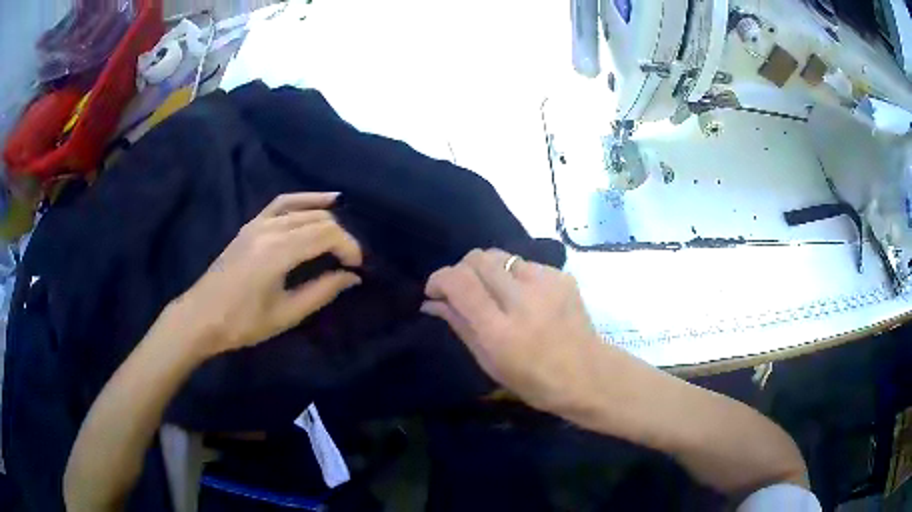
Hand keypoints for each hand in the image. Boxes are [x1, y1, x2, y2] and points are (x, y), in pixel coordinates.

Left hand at [172, 192, 362, 356]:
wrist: (201, 317)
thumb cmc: (242, 323)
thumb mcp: (285, 314)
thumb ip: (321, 291)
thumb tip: (352, 277)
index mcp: (278, 252)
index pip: (326, 235)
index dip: (349, 247)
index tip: (357, 267)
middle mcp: (269, 229)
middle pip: (318, 219)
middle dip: (340, 237)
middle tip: (349, 262)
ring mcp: (258, 223)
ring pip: (303, 209)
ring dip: (326, 219)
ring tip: (341, 236)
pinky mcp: (250, 225)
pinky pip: (281, 203)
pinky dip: (304, 200)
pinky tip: (321, 201)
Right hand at [422, 249, 603, 415]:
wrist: (588, 375)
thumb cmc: (533, 381)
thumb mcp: (488, 362)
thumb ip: (459, 325)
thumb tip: (431, 302)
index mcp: (500, 330)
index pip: (459, 282)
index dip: (439, 279)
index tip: (434, 291)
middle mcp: (522, 299)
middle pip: (477, 258)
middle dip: (461, 270)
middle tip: (463, 292)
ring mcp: (546, 283)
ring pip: (500, 255)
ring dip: (488, 271)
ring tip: (495, 294)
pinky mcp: (561, 276)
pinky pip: (524, 263)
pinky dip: (513, 276)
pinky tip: (523, 297)